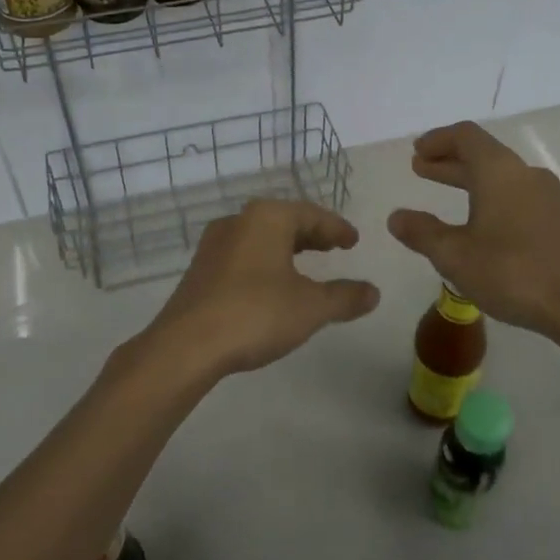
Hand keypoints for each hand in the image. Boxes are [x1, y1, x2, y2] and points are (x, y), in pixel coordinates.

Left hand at [133, 199, 380, 381]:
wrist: (186, 345)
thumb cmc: (255, 314)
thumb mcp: (311, 307)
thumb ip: (345, 297)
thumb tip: (373, 292)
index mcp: (267, 218)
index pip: (311, 214)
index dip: (336, 228)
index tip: (353, 241)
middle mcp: (238, 221)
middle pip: (284, 221)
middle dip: (311, 234)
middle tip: (334, 247)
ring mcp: (214, 245)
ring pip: (261, 237)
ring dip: (287, 248)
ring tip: (306, 264)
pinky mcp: (200, 270)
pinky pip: (243, 255)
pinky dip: (265, 261)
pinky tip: (272, 284)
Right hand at [387, 121, 559, 337]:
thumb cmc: (513, 273)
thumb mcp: (455, 256)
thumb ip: (422, 232)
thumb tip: (396, 217)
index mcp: (499, 171)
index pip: (466, 136)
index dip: (438, 140)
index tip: (417, 151)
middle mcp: (525, 174)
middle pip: (483, 154)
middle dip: (449, 160)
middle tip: (420, 168)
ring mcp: (547, 196)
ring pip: (500, 175)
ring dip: (469, 179)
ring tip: (444, 192)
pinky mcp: (558, 219)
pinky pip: (516, 194)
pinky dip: (489, 195)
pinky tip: (479, 222)